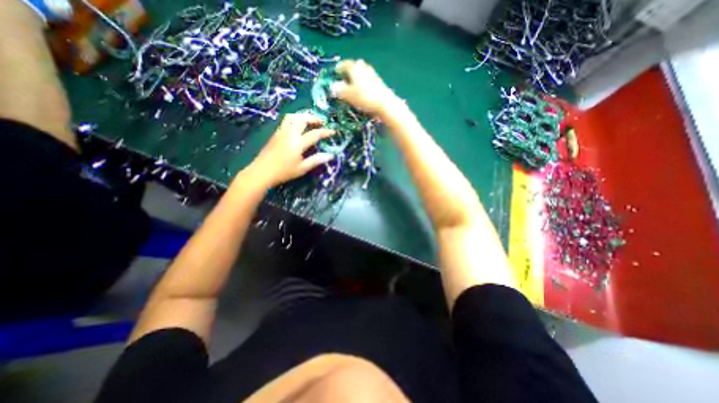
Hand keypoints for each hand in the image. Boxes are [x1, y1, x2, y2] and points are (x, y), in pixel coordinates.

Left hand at [247, 113, 334, 189]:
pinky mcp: (275, 134)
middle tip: (321, 122)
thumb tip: (330, 155)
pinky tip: (298, 126)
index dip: (325, 132)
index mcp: (297, 143)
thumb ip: (316, 160)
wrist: (262, 172)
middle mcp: (289, 134)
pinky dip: (295, 119)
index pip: (314, 134)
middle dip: (313, 118)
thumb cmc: (283, 172)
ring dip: (303, 116)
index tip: (333, 131)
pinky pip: (286, 121)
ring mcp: (281, 132)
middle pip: (302, 119)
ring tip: (309, 121)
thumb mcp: (302, 168)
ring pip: (292, 117)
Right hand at [330, 59, 402, 116]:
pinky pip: (370, 81)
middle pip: (356, 66)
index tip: (336, 71)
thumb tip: (333, 87)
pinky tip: (364, 92)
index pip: (346, 64)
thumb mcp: (348, 95)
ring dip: (358, 77)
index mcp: (355, 68)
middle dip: (350, 71)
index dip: (340, 67)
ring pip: (364, 73)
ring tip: (354, 86)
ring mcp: (374, 76)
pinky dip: (365, 84)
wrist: (385, 104)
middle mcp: (365, 69)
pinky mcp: (380, 85)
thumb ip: (339, 90)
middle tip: (345, 77)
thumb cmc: (364, 97)